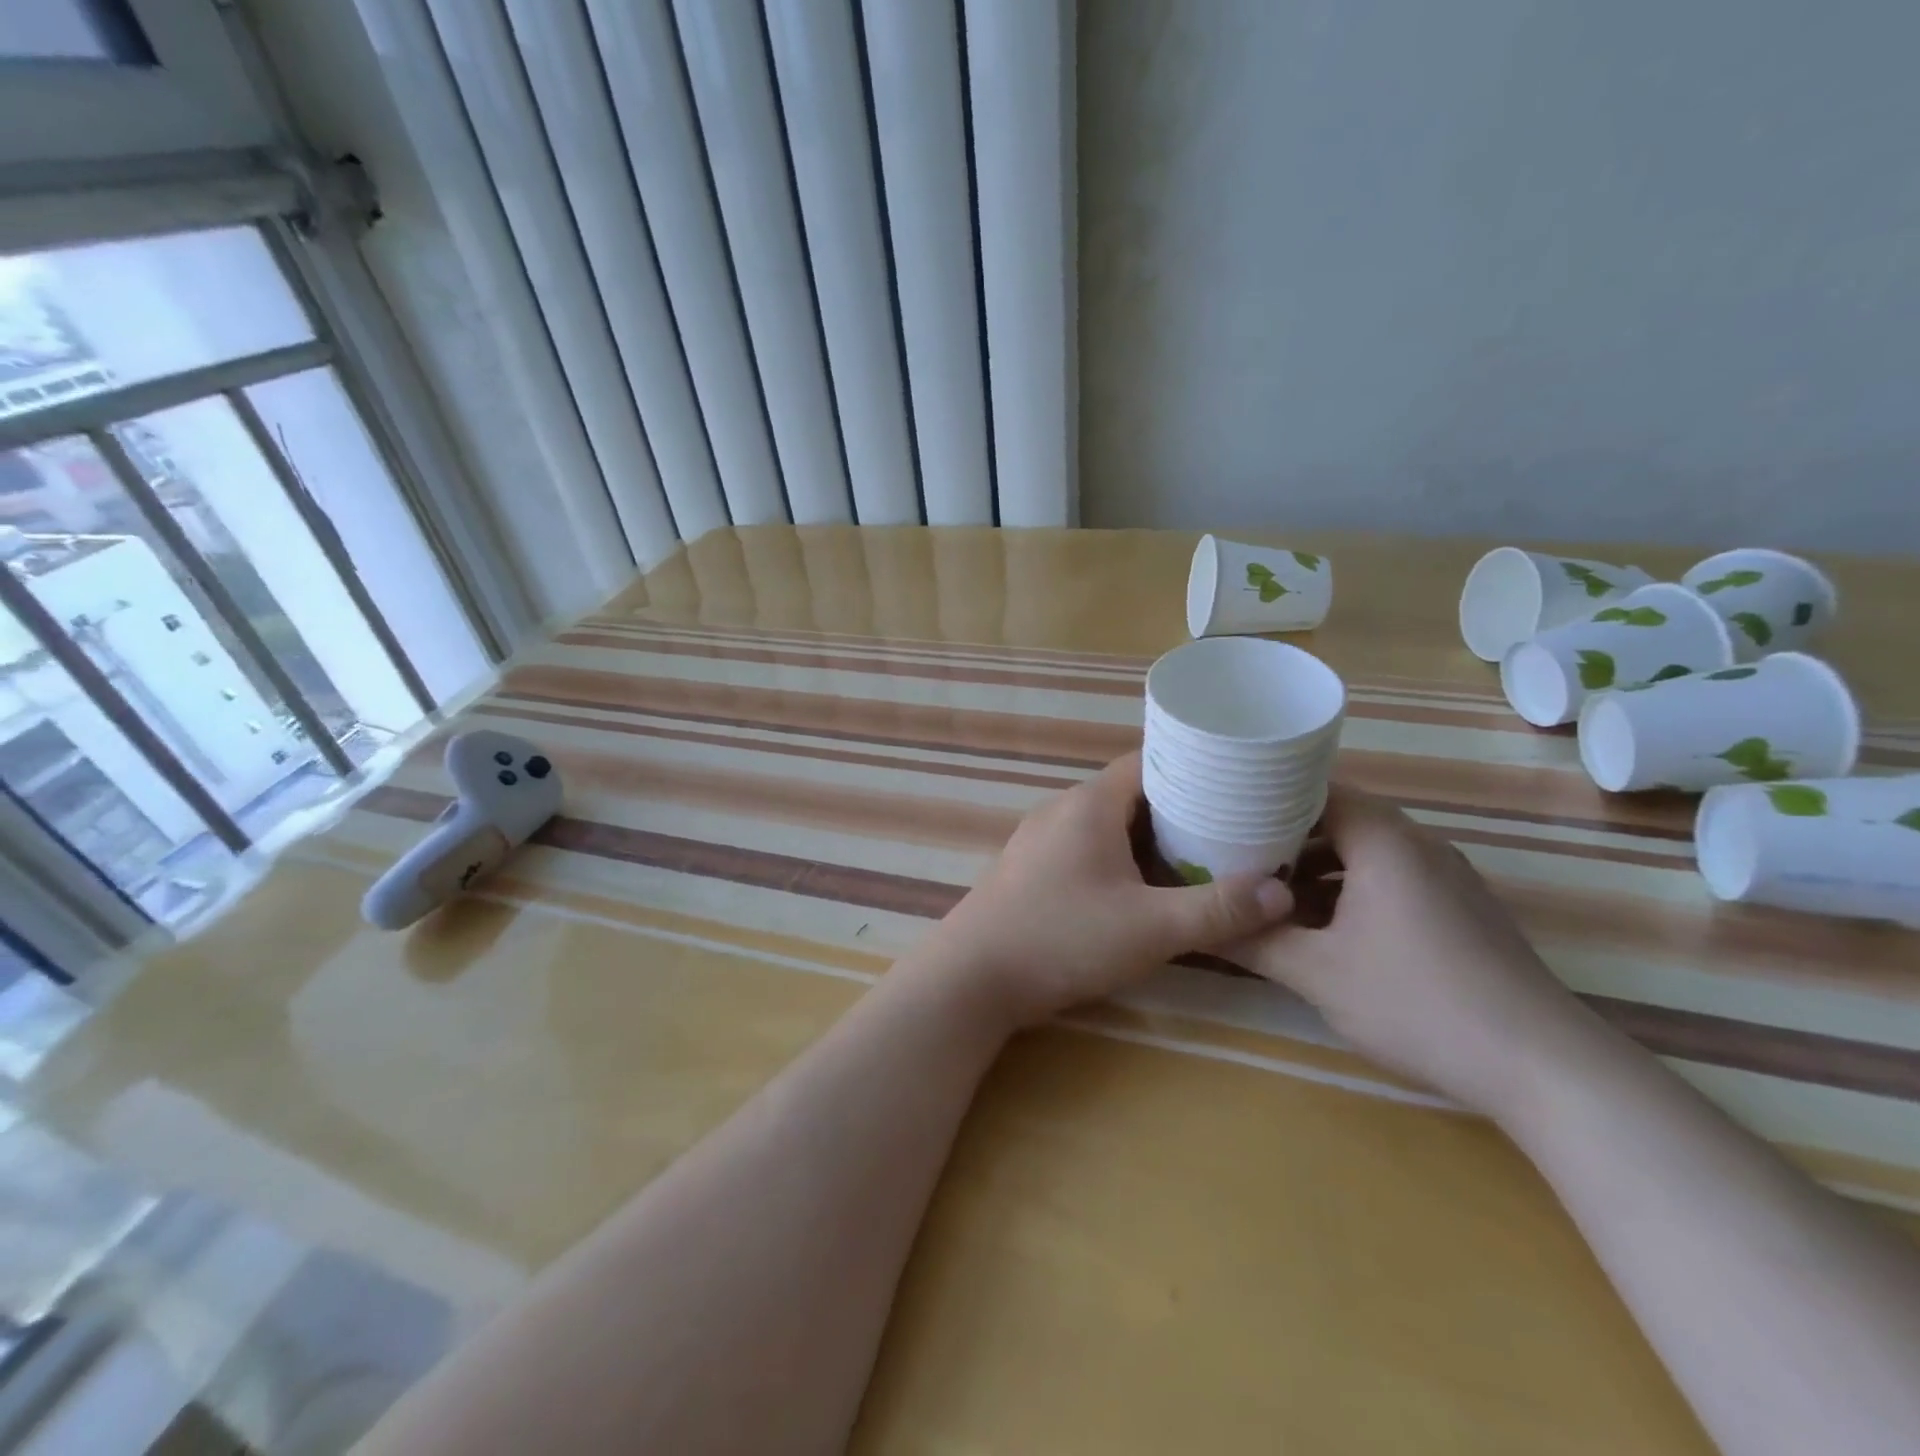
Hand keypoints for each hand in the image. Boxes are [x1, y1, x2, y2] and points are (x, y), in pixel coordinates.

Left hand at [926, 753, 1295, 1029]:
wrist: (972, 977)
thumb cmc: (1062, 939)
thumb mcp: (1151, 928)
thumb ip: (1218, 909)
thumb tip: (1281, 893)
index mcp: (1090, 803)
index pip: (1152, 760)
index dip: (1197, 768)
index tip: (1239, 784)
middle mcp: (1062, 808)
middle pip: (1132, 793)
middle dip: (1181, 809)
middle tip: (1231, 829)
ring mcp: (1040, 838)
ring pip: (1107, 824)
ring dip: (1148, 838)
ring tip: (1196, 859)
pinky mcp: (1029, 868)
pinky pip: (1085, 847)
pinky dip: (1119, 858)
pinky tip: (1139, 889)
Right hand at [1230, 786, 1600, 1117]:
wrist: (1543, 1066)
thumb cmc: (1418, 1002)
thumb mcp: (1318, 974)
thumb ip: (1254, 942)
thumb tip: (1200, 926)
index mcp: (1384, 840)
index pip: (1316, 788)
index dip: (1266, 794)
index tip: (1224, 809)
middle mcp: (1418, 843)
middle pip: (1338, 817)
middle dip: (1284, 835)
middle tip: (1234, 852)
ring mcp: (1446, 876)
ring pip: (1365, 851)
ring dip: (1316, 866)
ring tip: (1269, 890)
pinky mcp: (1461, 908)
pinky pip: (1391, 877)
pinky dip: (1350, 887)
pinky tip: (1324, 926)